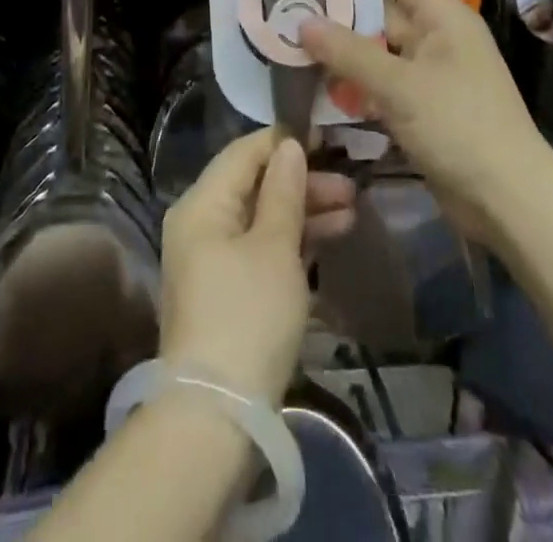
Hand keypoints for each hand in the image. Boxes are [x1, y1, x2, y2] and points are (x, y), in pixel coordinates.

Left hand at [159, 130, 326, 405]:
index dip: (284, 141)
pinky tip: (330, 238)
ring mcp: (212, 259)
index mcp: (202, 203)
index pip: (244, 152)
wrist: (218, 415)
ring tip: (352, 210)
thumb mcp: (274, 247)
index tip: (327, 137)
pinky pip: (261, 247)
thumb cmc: (248, 315)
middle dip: (302, 181)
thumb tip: (289, 146)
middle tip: (350, 185)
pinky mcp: (227, 290)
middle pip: (254, 184)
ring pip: (261, 217)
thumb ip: (284, 191)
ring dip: (304, 211)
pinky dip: (292, 241)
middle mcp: (201, 223)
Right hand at [300, 0, 542, 247]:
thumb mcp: (399, 85)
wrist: (508, 202)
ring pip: (379, 52)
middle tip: (290, 7)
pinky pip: (383, 86)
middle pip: (383, 13)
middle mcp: (437, 39)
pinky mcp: (423, 111)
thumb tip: (302, 22)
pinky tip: (318, 87)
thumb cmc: (459, 126)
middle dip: (340, 13)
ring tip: (292, 43)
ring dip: (343, 52)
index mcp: (443, 18)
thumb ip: (349, 52)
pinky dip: (356, 85)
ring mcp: (430, 77)